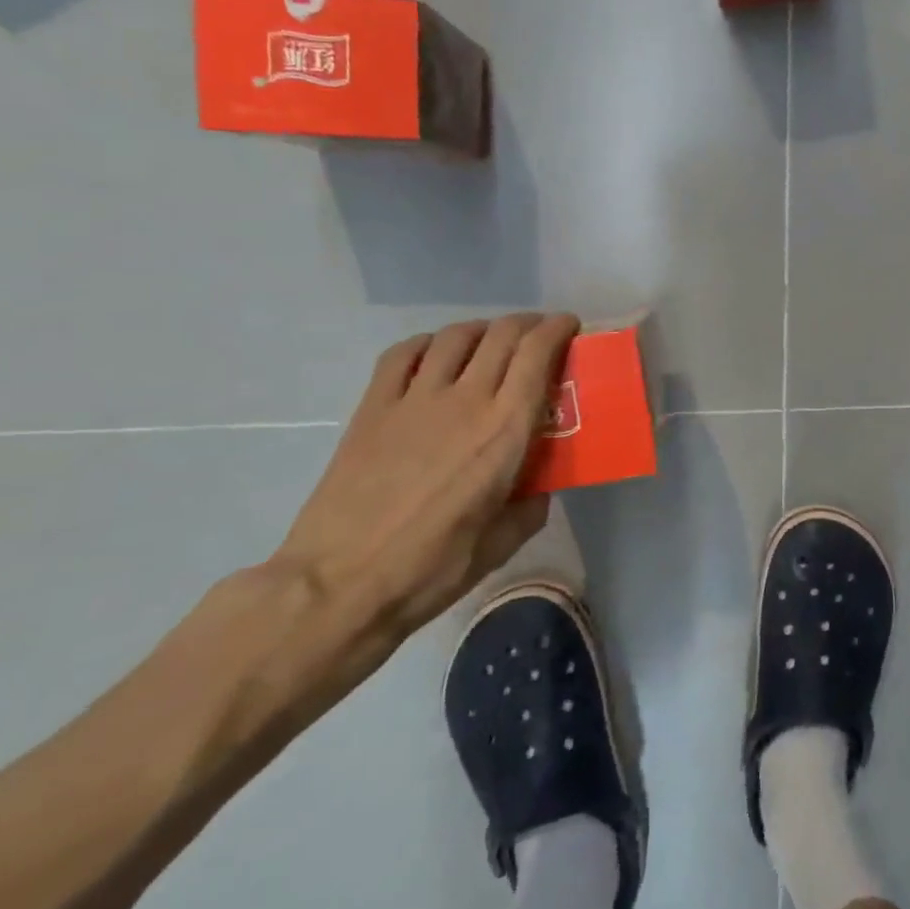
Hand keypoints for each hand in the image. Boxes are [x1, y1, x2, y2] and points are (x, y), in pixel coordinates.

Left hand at [269, 313, 578, 651]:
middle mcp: (466, 400)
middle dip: (529, 324)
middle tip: (540, 334)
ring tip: (492, 341)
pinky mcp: (372, 409)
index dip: (558, 330)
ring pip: (456, 336)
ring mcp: (414, 400)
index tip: (570, 327)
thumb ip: (530, 505)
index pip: (538, 354)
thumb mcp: (503, 542)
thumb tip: (537, 487)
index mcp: (506, 430)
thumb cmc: (432, 567)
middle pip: (502, 335)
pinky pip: (403, 354)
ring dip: (483, 330)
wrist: (339, 584)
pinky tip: (436, 355)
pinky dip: (429, 343)